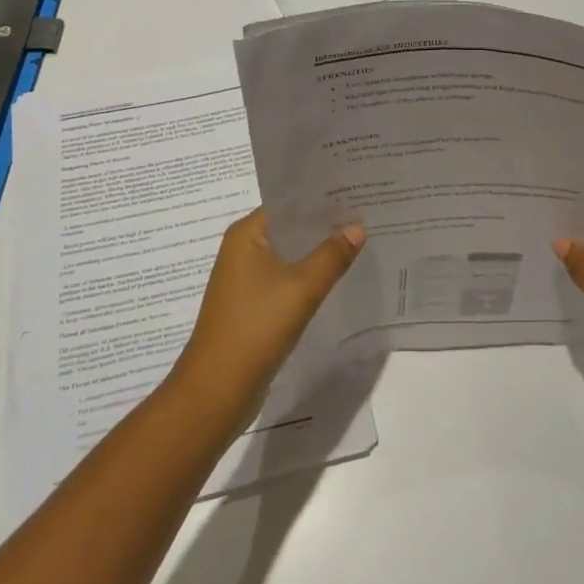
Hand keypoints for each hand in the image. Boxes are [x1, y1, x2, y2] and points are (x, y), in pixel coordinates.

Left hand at [170, 208, 364, 417]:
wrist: (217, 391)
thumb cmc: (256, 328)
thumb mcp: (302, 288)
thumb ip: (332, 255)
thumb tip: (357, 227)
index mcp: (246, 234)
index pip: (288, 203)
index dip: (321, 198)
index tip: (356, 192)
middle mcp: (243, 249)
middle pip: (290, 227)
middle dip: (324, 224)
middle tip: (366, 215)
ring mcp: (246, 278)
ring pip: (290, 255)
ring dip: (318, 251)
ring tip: (359, 242)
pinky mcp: (253, 304)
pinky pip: (286, 278)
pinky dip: (309, 276)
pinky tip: (337, 278)